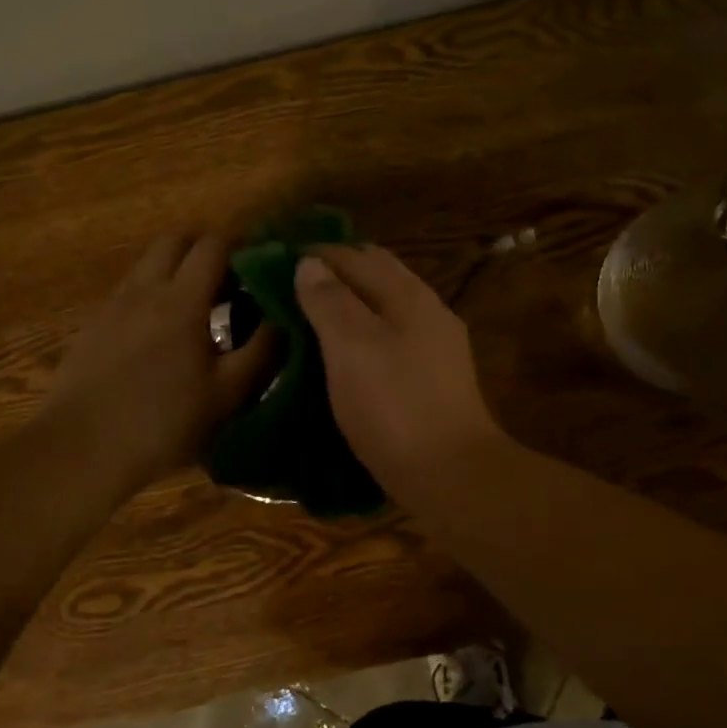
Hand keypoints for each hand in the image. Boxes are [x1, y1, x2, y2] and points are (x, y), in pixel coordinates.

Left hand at [41, 235, 274, 491]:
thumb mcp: (228, 394)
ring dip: (178, 269)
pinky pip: (131, 290)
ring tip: (202, 306)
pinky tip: (165, 333)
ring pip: (149, 264)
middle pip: (175, 241)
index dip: (242, 243)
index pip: (213, 245)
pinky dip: (154, 292)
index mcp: (181, 299)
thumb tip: (285, 317)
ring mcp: (113, 306)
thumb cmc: (164, 422)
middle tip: (233, 278)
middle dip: (206, 247)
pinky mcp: (94, 326)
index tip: (264, 259)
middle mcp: (144, 289)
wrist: (80, 449)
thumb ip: (262, 350)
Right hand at [294, 244, 506, 506]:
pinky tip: (346, 353)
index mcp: (407, 294)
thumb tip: (311, 263)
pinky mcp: (436, 377)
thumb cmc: (393, 405)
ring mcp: (437, 345)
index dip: (314, 254)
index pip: (354, 255)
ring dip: (350, 302)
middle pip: (376, 274)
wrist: (451, 473)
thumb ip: (330, 300)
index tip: (275, 262)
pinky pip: (393, 336)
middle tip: (290, 287)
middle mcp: (428, 310)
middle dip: (335, 272)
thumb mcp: (351, 347)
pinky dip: (365, 331)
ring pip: (386, 306)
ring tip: (311, 317)